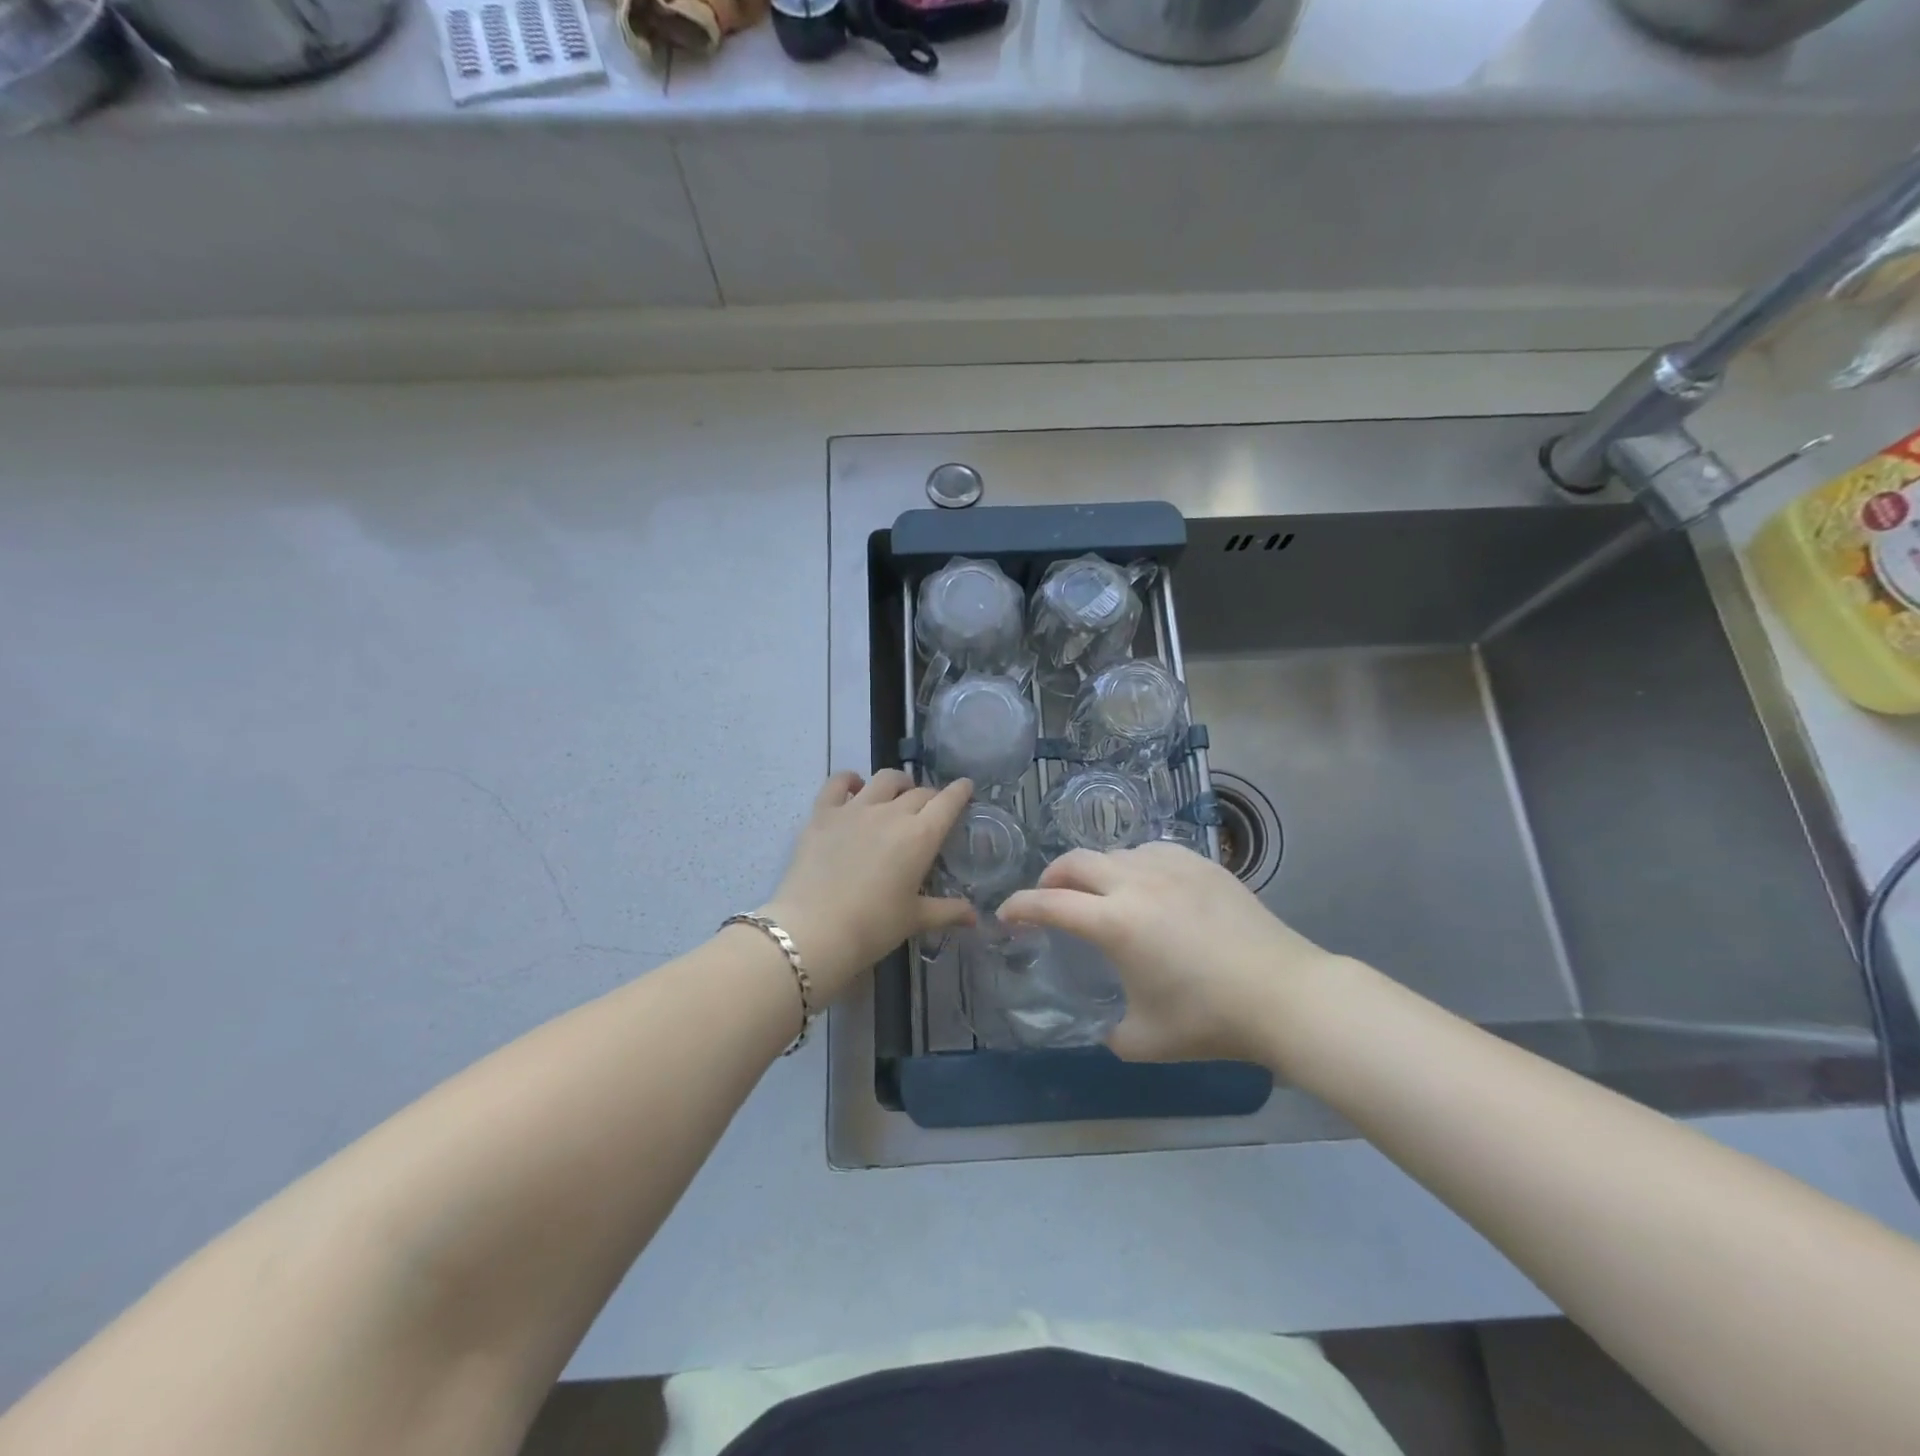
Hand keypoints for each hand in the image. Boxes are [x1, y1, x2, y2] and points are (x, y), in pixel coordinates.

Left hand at [761, 770, 975, 1002]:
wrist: (813, 930)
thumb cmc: (872, 927)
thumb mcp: (914, 920)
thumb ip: (947, 912)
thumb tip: (975, 916)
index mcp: (920, 836)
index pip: (948, 802)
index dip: (960, 792)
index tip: (966, 787)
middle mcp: (891, 813)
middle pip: (919, 792)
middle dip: (930, 796)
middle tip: (931, 809)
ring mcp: (855, 809)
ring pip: (884, 779)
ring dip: (898, 782)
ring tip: (899, 792)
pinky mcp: (823, 814)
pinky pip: (838, 783)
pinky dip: (850, 779)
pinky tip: (854, 785)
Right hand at [998, 842, 1343, 1064]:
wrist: (1286, 995)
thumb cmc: (1211, 1020)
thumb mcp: (1146, 1041)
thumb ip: (1111, 1031)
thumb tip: (1108, 1023)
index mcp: (1115, 923)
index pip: (1050, 904)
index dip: (1020, 907)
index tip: (1006, 915)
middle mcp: (1136, 883)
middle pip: (1075, 862)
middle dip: (1050, 878)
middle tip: (1047, 898)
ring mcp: (1172, 867)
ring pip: (1114, 852)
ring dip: (1093, 871)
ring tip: (1100, 894)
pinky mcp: (1202, 863)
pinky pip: (1152, 851)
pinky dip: (1133, 864)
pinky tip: (1146, 884)